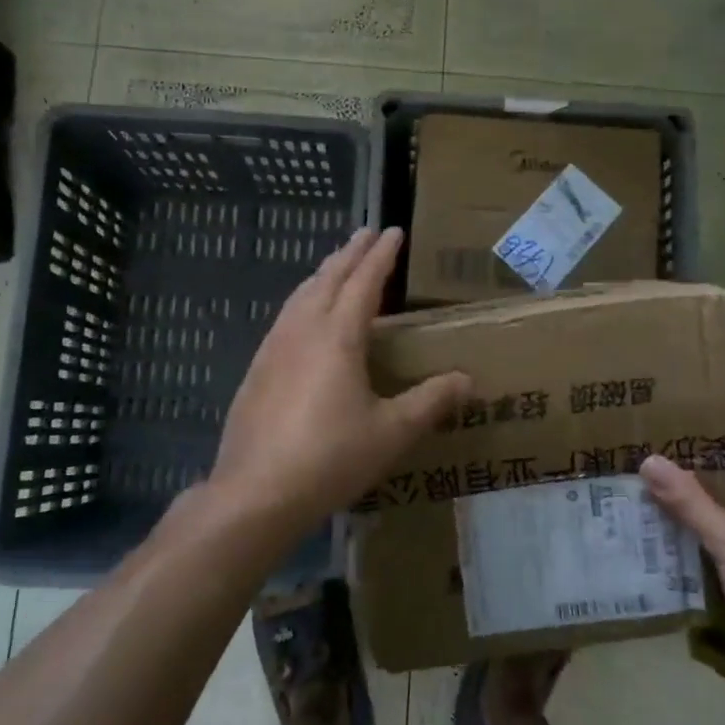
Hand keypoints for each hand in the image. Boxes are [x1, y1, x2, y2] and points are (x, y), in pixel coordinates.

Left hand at [211, 227, 469, 541]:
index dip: (381, 256)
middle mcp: (302, 331)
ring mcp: (273, 349)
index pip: (363, 282)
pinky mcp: (257, 370)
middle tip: (365, 234)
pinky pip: (285, 318)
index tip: (393, 231)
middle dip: (349, 254)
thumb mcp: (392, 432)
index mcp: (338, 336)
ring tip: (336, 265)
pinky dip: (302, 300)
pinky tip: (303, 317)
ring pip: (300, 295)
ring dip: (322, 274)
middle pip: (327, 279)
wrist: (256, 493)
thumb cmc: (331, 458)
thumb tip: (467, 380)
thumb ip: (430, 401)